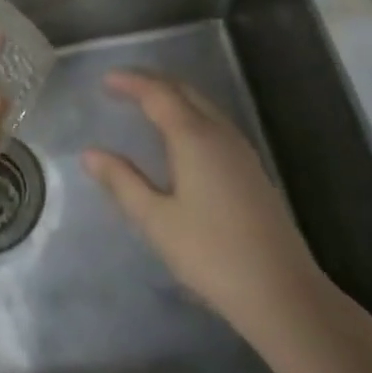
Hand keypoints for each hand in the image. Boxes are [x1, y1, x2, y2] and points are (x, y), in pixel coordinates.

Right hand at [84, 72, 322, 350]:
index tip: (105, 80)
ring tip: (146, 103)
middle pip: (184, 91)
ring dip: (173, 96)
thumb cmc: (211, 254)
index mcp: (194, 137)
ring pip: (203, 105)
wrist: (282, 292)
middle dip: (153, 82)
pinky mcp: (252, 169)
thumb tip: (90, 153)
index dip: (131, 82)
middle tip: (122, 84)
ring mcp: (241, 150)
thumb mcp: (156, 220)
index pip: (158, 94)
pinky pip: (214, 123)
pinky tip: (181, 136)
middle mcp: (220, 133)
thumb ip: (122, 182)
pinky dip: (190, 114)